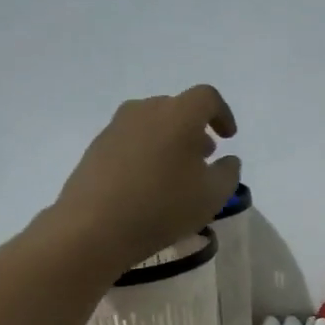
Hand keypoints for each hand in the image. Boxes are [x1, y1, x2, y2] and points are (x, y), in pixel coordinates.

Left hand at [52, 85, 240, 269]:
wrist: (95, 226)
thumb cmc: (164, 207)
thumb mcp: (213, 196)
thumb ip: (228, 173)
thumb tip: (228, 160)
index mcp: (178, 115)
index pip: (207, 98)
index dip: (222, 114)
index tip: (228, 138)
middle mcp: (146, 111)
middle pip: (177, 108)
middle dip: (195, 129)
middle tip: (204, 157)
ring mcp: (117, 127)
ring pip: (152, 123)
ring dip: (170, 140)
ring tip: (177, 172)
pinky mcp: (97, 146)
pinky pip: (132, 140)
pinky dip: (147, 152)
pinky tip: (149, 183)